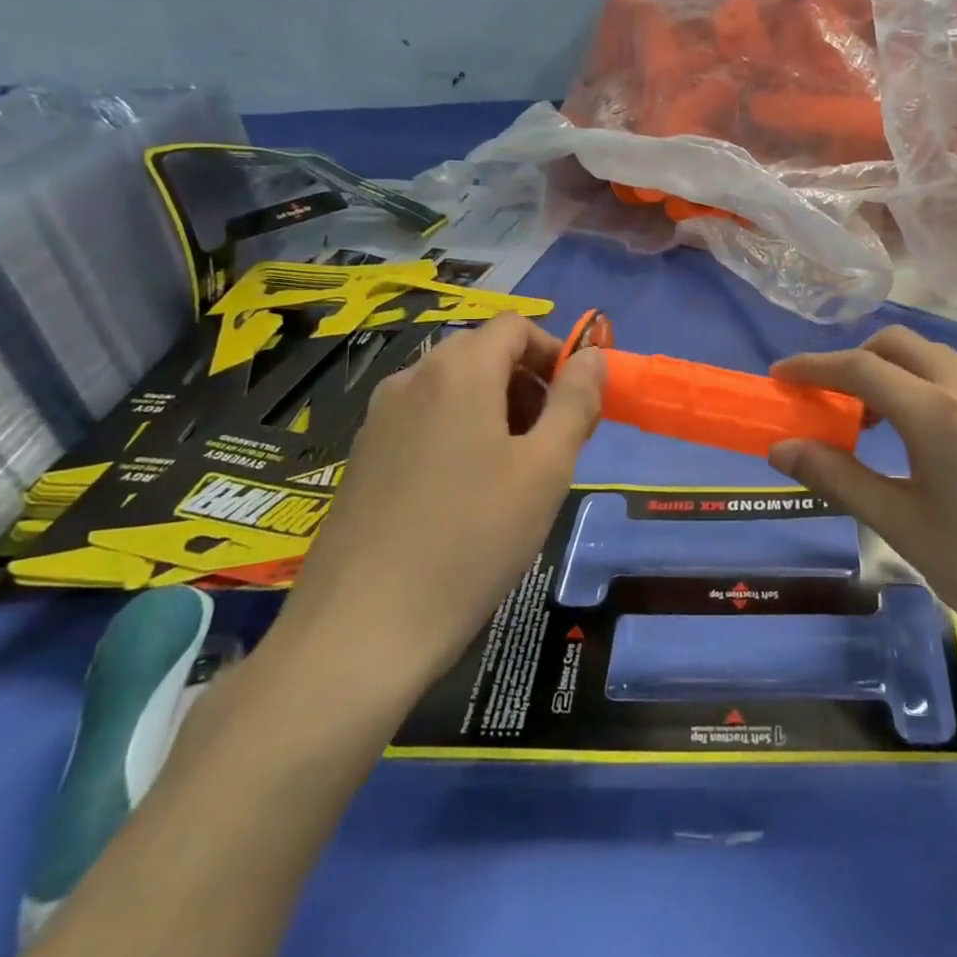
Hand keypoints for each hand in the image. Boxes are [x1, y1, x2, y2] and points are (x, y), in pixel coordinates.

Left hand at [270, 313, 605, 702]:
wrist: (362, 628)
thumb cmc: (473, 538)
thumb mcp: (546, 468)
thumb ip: (576, 402)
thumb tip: (593, 356)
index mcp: (458, 371)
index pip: (515, 328)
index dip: (556, 354)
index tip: (578, 404)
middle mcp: (411, 380)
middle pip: (483, 355)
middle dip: (529, 385)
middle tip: (554, 443)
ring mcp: (379, 419)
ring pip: (453, 390)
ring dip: (497, 411)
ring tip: (516, 474)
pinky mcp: (363, 457)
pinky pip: (425, 421)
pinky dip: (460, 434)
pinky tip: (468, 496)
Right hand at [767, 326, 956, 687]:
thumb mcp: (906, 528)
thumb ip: (840, 478)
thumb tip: (782, 448)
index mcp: (938, 411)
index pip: (859, 368)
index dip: (813, 367)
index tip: (779, 376)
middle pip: (901, 345)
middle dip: (856, 361)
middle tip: (831, 405)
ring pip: (939, 361)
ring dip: (897, 376)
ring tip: (879, 430)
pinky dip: (932, 392)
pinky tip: (933, 447)